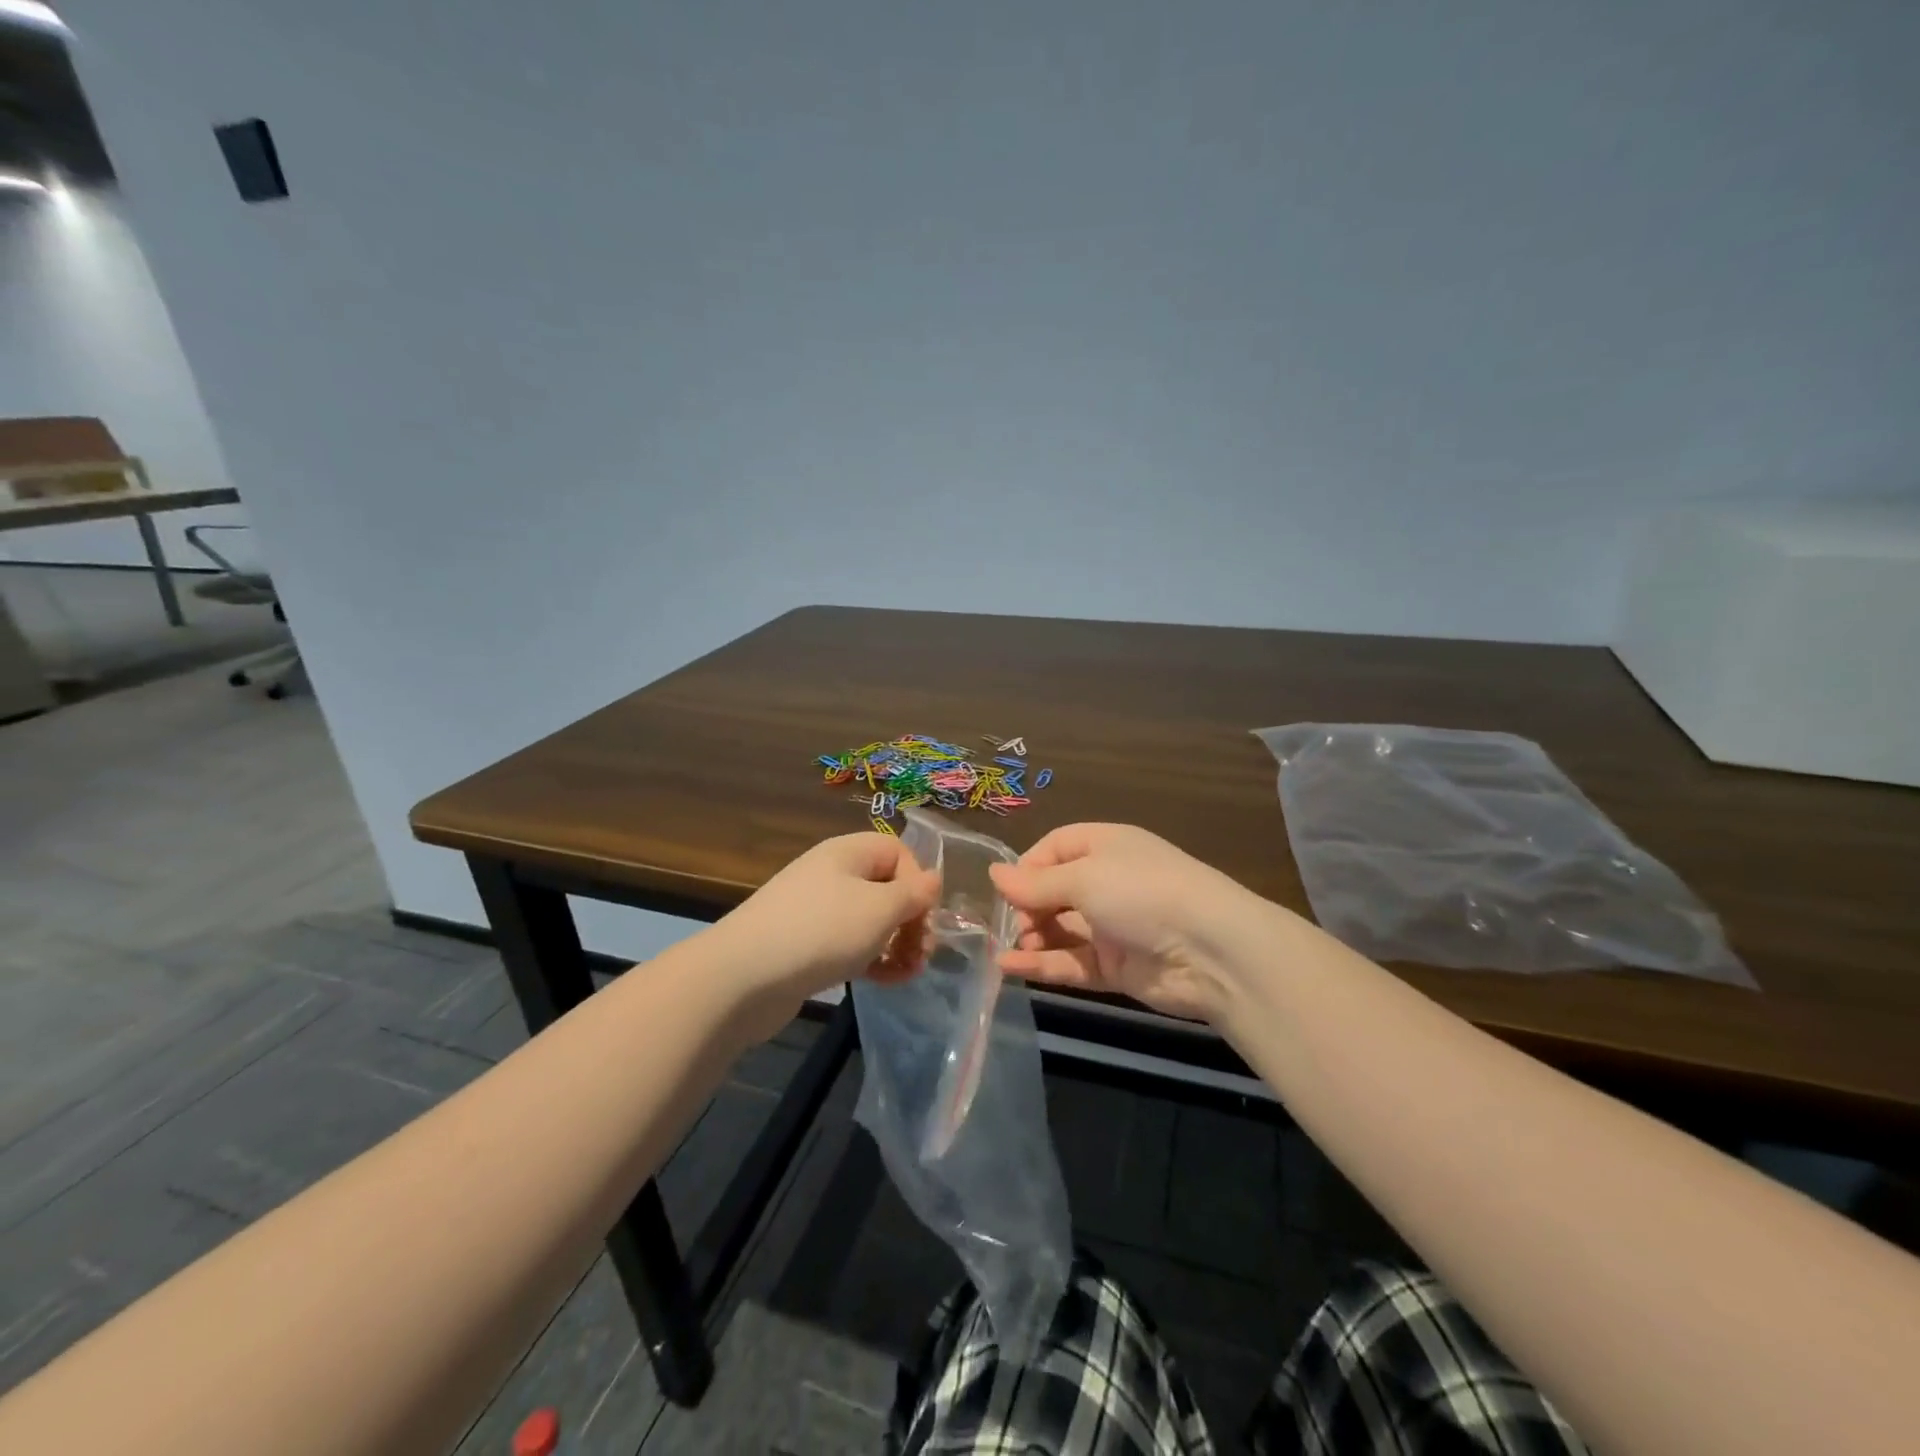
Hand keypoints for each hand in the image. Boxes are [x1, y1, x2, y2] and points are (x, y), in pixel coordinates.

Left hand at [716, 833, 938, 1039]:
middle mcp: (832, 874)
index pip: (898, 852)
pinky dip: (871, 959)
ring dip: (895, 944)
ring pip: (870, 920)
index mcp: (848, 852)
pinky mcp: (805, 945)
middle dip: (911, 920)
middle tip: (921, 953)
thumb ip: (914, 894)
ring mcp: (816, 910)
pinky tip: (883, 982)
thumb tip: (933, 879)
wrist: (742, 978)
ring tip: (907, 973)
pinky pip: (849, 944)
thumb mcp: (880, 909)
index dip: (919, 882)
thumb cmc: (821, 932)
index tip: (924, 917)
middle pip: (886, 887)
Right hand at [988, 823, 1272, 1023]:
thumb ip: (1035, 883)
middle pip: (1054, 891)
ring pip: (1061, 929)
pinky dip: (1043, 965)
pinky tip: (1011, 967)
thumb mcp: (1083, 878)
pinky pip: (1072, 962)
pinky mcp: (1116, 966)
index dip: (1027, 867)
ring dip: (1033, 937)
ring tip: (1010, 947)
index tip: (1004, 890)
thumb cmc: (1141, 893)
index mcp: (1105, 846)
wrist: (1211, 951)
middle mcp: (1108, 882)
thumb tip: (993, 875)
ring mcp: (1113, 926)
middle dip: (1028, 906)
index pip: (1055, 848)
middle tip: (1012, 924)